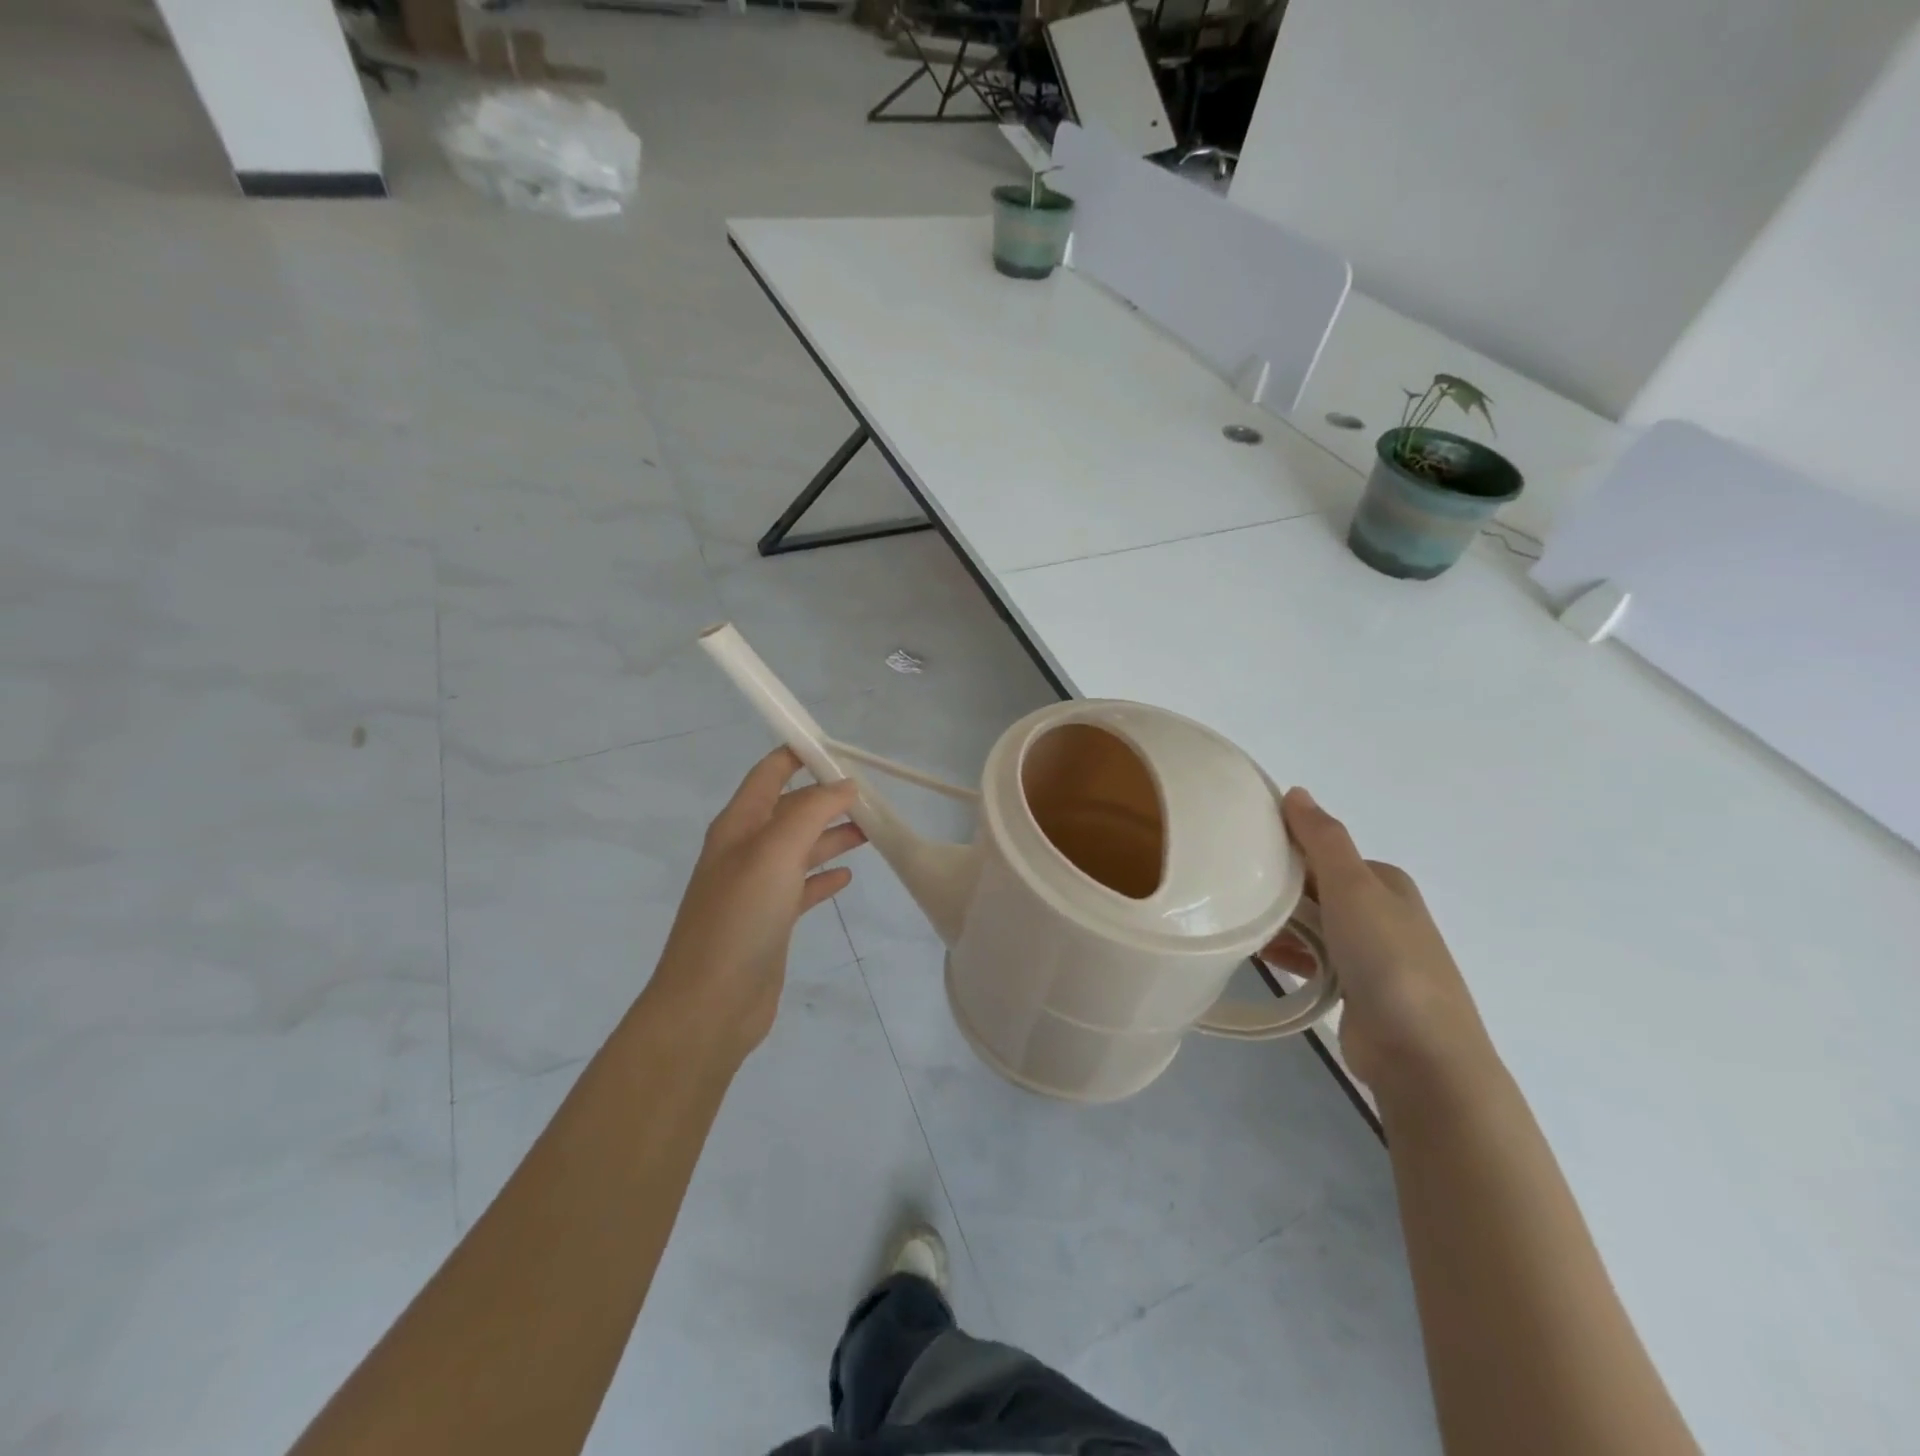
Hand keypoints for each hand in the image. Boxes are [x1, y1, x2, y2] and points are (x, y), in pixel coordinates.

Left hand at [647, 749, 865, 1062]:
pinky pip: (803, 887)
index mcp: (739, 825)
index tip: (842, 750)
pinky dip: (824, 877)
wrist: (711, 1004)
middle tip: (873, 797)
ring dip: (833, 835)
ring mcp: (758, 887)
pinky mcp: (771, 921)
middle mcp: (746, 850)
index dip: (800, 755)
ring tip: (871, 831)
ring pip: (801, 848)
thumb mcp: (775, 852)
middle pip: (791, 810)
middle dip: (827, 798)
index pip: (769, 773)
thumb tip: (844, 785)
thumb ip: (811, 811)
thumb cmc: (740, 918)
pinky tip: (847, 878)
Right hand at [1266, 787, 1491, 1090]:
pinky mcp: (1356, 989)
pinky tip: (1259, 956)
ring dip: (1279, 922)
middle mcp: (1381, 912)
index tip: (1239, 849)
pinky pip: (1312, 958)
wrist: (1421, 1054)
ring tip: (1237, 921)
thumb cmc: (1387, 960)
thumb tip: (1296, 792)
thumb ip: (1323, 839)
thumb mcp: (1353, 888)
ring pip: (1312, 924)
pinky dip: (1288, 953)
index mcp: (1384, 881)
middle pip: (1316, 887)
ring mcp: (1371, 953)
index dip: (1285, 846)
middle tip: (1230, 887)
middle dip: (1278, 886)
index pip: (1324, 851)